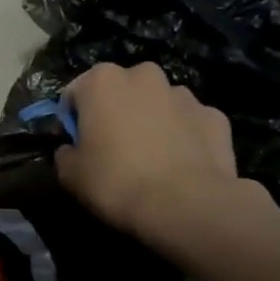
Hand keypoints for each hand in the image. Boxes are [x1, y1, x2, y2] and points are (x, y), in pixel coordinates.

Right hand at [55, 62, 276, 260]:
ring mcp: (184, 94)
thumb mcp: (70, 174)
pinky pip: (189, 123)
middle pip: (121, 91)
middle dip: (116, 112)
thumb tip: (72, 149)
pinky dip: (183, 137)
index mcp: (102, 81)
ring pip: (158, 104)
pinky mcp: (215, 116)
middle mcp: (144, 76)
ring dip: (151, 121)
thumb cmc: (116, 182)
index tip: (77, 144)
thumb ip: (65, 153)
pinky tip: (179, 165)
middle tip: (113, 150)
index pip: (75, 93)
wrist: (184, 205)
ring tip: (150, 160)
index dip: (73, 119)